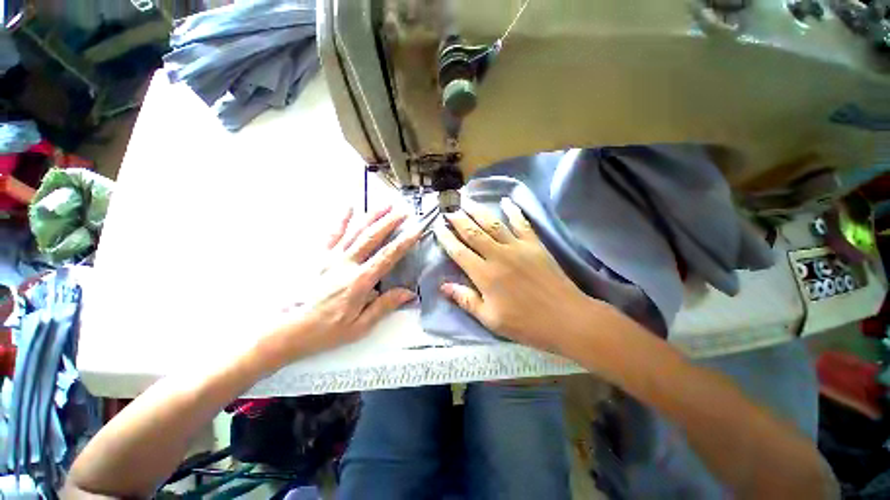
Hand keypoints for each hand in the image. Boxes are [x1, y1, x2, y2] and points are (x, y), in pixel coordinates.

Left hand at [261, 206, 419, 366]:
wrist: (287, 330)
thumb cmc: (326, 330)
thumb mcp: (360, 326)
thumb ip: (385, 306)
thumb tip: (408, 294)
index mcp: (359, 281)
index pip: (388, 256)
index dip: (405, 242)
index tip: (416, 230)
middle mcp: (346, 264)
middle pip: (372, 237)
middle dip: (390, 222)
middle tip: (404, 212)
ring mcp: (331, 258)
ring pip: (355, 231)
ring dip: (372, 216)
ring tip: (386, 205)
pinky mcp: (319, 257)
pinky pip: (332, 234)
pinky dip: (342, 220)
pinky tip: (349, 208)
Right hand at [433, 198, 596, 353]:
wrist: (565, 318)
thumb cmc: (525, 323)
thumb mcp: (490, 319)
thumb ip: (466, 300)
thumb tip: (443, 286)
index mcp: (484, 275)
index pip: (459, 252)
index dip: (446, 238)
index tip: (437, 227)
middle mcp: (498, 255)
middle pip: (473, 233)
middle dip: (458, 219)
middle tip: (448, 208)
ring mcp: (517, 247)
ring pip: (493, 223)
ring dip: (478, 211)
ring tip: (466, 200)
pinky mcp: (534, 245)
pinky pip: (521, 223)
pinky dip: (513, 211)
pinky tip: (506, 201)